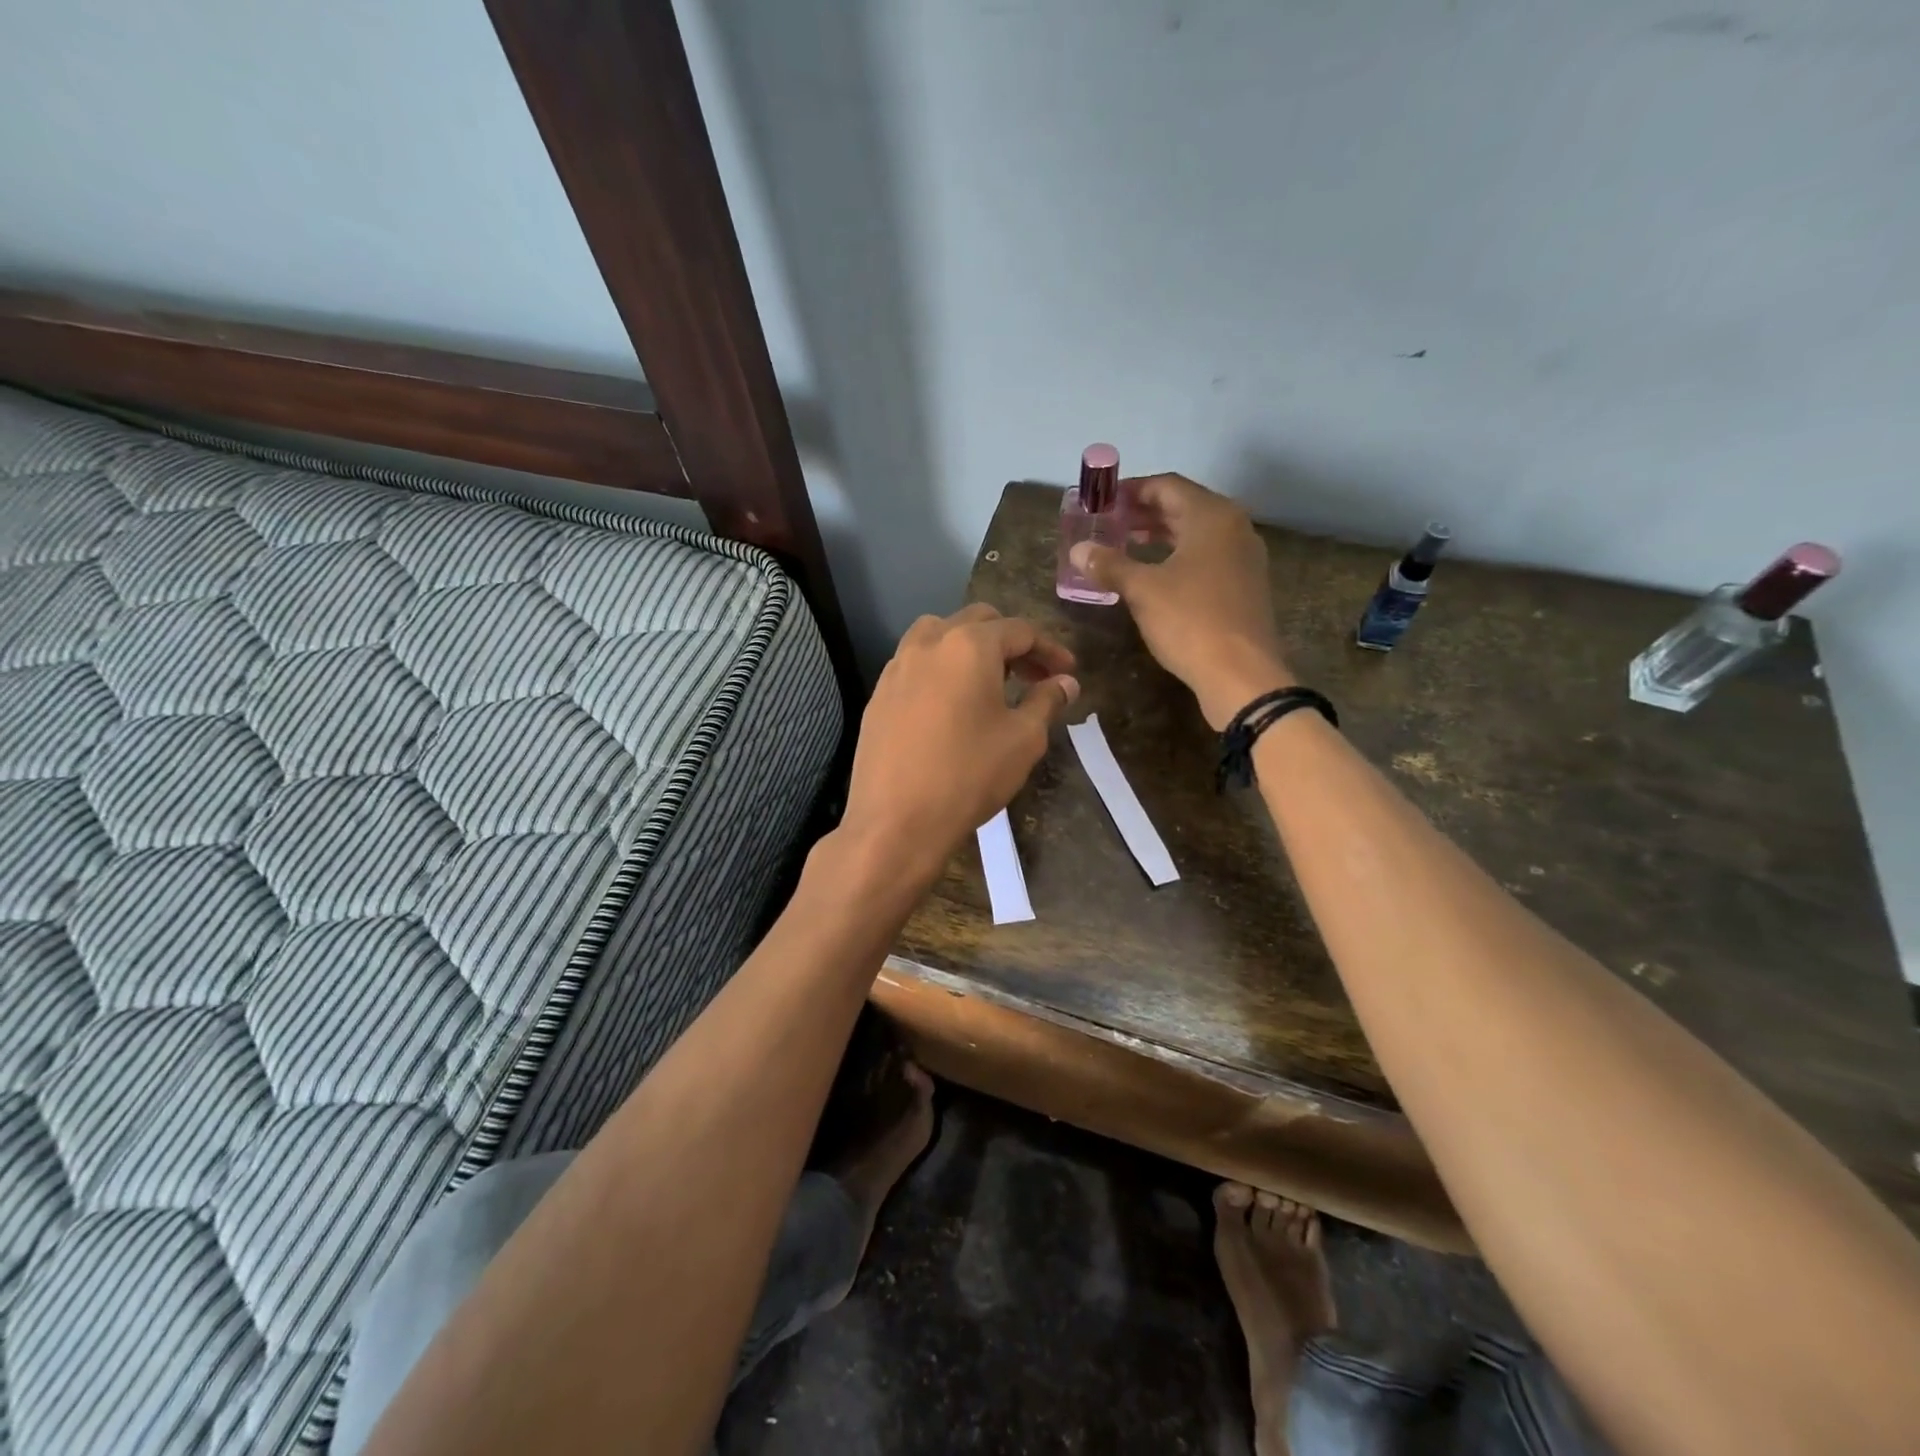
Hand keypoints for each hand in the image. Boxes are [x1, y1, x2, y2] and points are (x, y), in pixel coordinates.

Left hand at [841, 603, 1077, 881]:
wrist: (896, 822)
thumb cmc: (968, 776)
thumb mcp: (1023, 740)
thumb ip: (1047, 701)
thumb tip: (1066, 682)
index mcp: (969, 646)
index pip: (1019, 630)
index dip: (1050, 649)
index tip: (1068, 672)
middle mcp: (928, 643)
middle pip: (977, 622)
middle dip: (1011, 642)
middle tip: (1033, 675)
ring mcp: (897, 667)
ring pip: (939, 634)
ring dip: (971, 647)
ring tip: (990, 682)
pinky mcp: (878, 694)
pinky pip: (916, 664)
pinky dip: (942, 668)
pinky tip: (952, 704)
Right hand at [1071, 474, 1292, 728]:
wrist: (1241, 673)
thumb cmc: (1190, 621)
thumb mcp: (1142, 590)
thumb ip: (1109, 564)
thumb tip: (1078, 550)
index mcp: (1212, 516)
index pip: (1167, 486)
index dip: (1132, 490)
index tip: (1103, 501)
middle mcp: (1234, 527)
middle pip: (1184, 507)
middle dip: (1144, 513)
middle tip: (1109, 524)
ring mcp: (1244, 558)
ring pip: (1196, 534)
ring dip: (1161, 536)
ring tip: (1126, 546)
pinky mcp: (1245, 585)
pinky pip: (1207, 557)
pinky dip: (1178, 557)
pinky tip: (1155, 576)